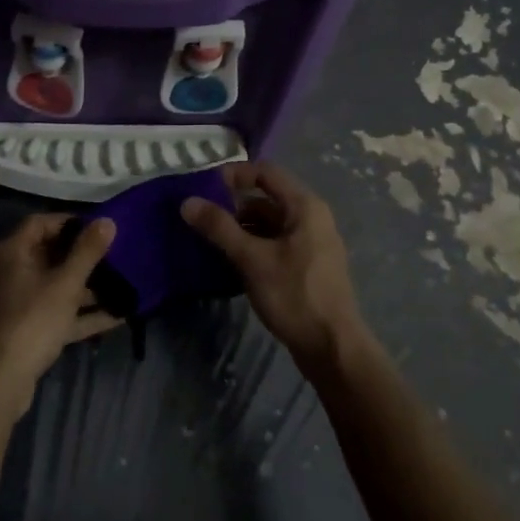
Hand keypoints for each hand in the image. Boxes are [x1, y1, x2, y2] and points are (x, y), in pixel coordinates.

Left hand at [0, 214, 121, 412]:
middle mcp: (8, 273)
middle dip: (82, 259)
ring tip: (121, 289)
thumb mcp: (65, 284)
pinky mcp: (22, 332)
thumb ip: (87, 252)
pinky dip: (79, 315)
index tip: (99, 229)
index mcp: (11, 252)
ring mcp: (14, 305)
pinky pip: (54, 315)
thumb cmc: (30, 320)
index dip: (70, 222)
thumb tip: (107, 220)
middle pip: (48, 256)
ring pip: (53, 288)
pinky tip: (115, 318)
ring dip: (85, 290)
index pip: (40, 223)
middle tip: (114, 259)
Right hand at [181, 162, 365, 375]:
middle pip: (267, 198)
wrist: (332, 348)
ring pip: (270, 223)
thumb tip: (187, 202)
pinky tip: (230, 259)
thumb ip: (219, 228)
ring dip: (241, 227)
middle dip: (233, 204)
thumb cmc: (294, 295)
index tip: (205, 186)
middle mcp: (312, 217)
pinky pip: (275, 243)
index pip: (266, 172)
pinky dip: (253, 244)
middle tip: (201, 215)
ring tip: (210, 238)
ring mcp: (311, 243)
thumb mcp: (252, 258)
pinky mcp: (307, 265)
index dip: (235, 174)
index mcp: (305, 207)